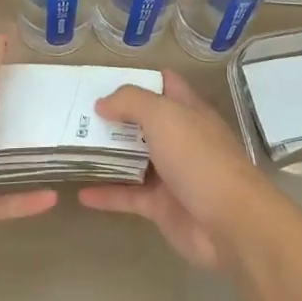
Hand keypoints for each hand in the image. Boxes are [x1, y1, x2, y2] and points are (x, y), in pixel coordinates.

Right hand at [79, 71, 273, 268]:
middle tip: (75, 114)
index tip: (102, 78)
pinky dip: (106, 194)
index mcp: (187, 110)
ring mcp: (172, 174)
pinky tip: (80, 193)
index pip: (163, 84)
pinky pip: (129, 196)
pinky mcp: (162, 207)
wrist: (230, 222)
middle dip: (114, 117)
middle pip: (143, 122)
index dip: (137, 78)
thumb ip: (131, 102)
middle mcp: (180, 138)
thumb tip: (102, 102)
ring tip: (71, 147)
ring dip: (106, 154)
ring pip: (134, 159)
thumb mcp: (164, 116)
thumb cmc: (198, 158)